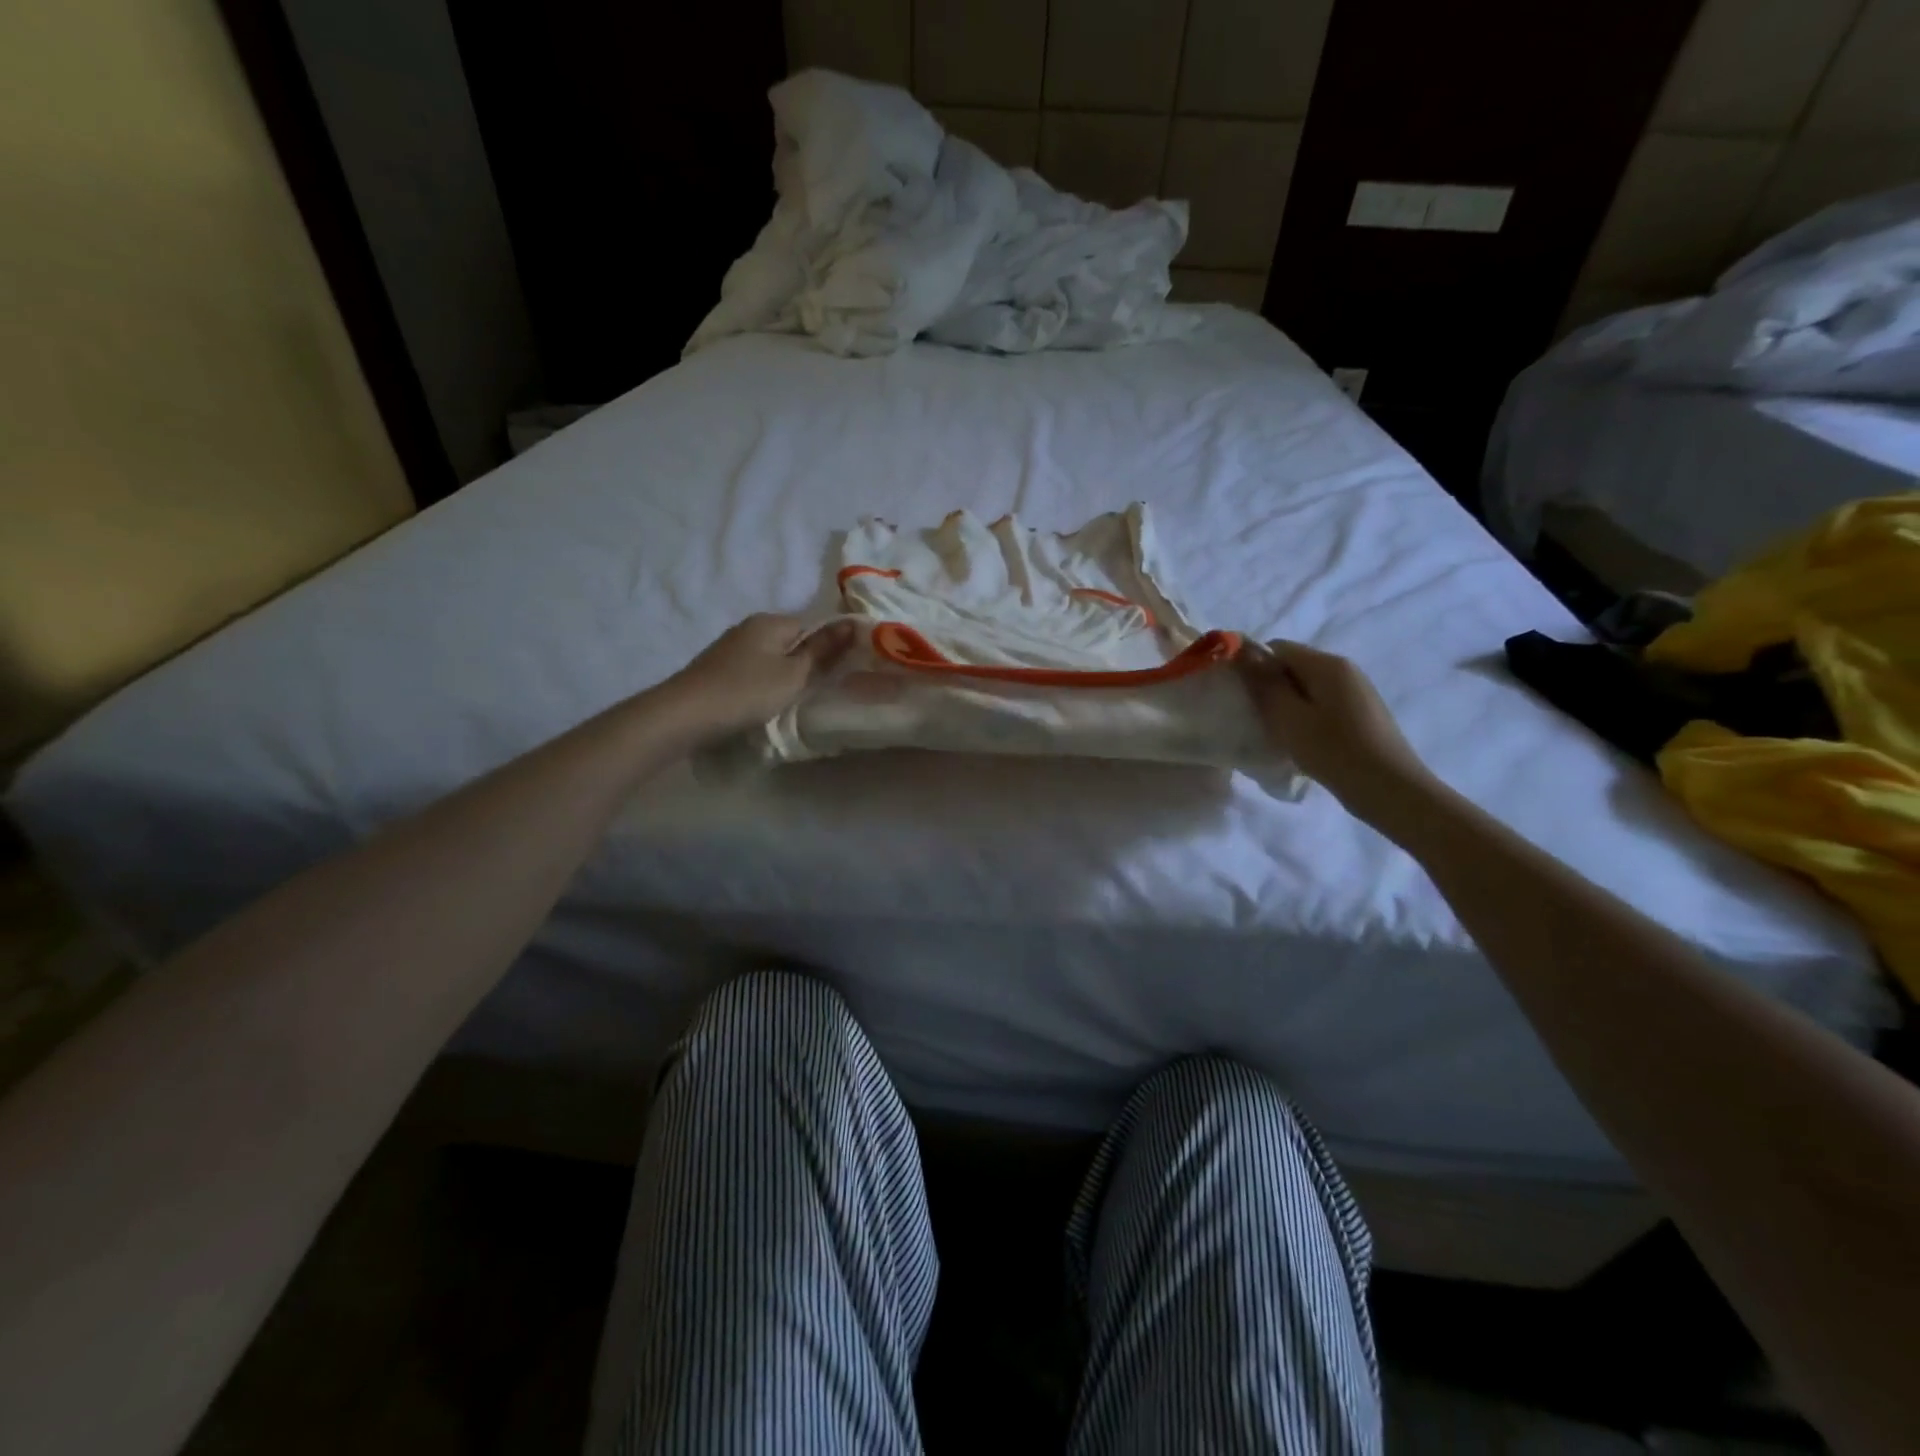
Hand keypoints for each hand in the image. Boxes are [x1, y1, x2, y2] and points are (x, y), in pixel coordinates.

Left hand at [664, 614, 854, 736]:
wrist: (685, 714)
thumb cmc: (746, 691)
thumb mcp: (793, 674)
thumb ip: (822, 651)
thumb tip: (852, 624)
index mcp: (771, 621)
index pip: (812, 625)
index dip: (828, 648)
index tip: (838, 674)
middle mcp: (749, 627)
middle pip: (790, 640)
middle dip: (804, 662)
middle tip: (818, 691)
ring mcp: (730, 647)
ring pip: (770, 656)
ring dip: (782, 675)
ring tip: (791, 700)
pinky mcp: (717, 668)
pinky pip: (752, 669)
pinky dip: (762, 683)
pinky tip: (762, 702)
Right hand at [1238, 640, 1437, 824]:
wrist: (1390, 789)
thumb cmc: (1333, 750)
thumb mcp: (1288, 717)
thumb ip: (1264, 683)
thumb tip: (1243, 652)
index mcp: (1327, 664)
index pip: (1278, 647)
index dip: (1255, 667)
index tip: (1243, 697)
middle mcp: (1345, 669)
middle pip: (1294, 666)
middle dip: (1272, 688)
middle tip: (1259, 719)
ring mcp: (1357, 691)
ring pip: (1308, 687)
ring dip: (1289, 705)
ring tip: (1281, 734)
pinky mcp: (1363, 713)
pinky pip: (1324, 703)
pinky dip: (1307, 716)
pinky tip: (1305, 743)